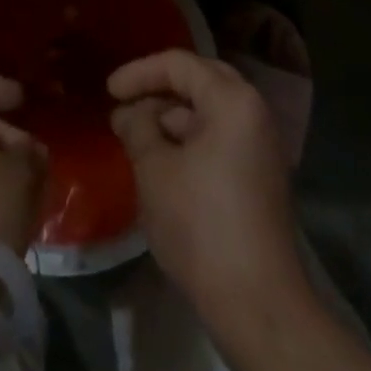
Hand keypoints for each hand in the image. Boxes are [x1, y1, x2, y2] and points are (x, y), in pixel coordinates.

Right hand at [108, 51, 306, 323]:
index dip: (139, 72)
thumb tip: (127, 113)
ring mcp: (261, 146)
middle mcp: (254, 113)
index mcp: (233, 101)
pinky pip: (219, 137)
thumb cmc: (201, 225)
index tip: (108, 90)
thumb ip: (137, 128)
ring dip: (171, 117)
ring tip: (135, 135)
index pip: (179, 65)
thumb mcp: (155, 169)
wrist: (258, 305)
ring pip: (209, 111)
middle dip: (158, 89)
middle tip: (124, 102)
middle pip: (199, 81)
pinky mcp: (260, 176)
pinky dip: (189, 139)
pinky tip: (161, 159)